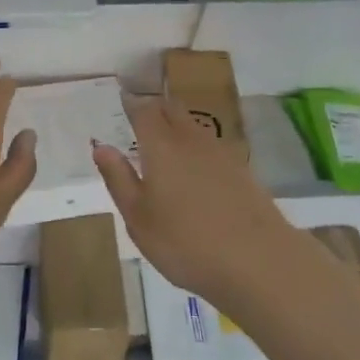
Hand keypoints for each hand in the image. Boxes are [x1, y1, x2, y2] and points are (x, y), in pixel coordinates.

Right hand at [93, 94, 296, 309]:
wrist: (257, 260)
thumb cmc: (185, 242)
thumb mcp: (139, 218)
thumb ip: (119, 179)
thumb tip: (101, 146)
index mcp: (161, 146)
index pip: (144, 111)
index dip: (132, 104)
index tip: (124, 99)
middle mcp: (191, 140)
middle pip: (172, 110)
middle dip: (156, 107)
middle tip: (143, 113)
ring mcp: (220, 153)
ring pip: (193, 126)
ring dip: (178, 125)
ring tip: (166, 139)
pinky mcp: (241, 170)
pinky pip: (211, 147)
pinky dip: (197, 148)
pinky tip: (196, 168)